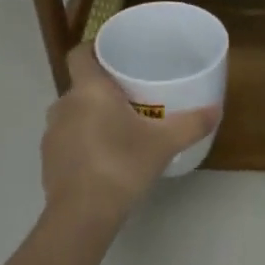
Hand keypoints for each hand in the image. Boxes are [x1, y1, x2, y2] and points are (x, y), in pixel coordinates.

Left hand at [41, 45, 218, 226]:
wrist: (82, 215)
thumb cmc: (121, 166)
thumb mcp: (164, 144)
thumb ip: (191, 123)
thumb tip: (217, 109)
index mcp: (88, 89)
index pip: (80, 53)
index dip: (94, 49)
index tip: (115, 56)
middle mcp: (64, 104)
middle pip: (81, 85)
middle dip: (102, 88)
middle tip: (131, 96)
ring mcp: (52, 133)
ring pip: (73, 113)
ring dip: (91, 116)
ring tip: (119, 128)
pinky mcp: (47, 159)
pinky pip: (67, 138)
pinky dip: (82, 141)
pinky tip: (103, 157)